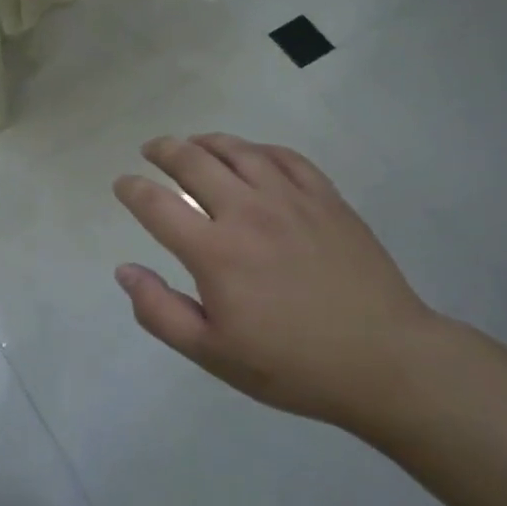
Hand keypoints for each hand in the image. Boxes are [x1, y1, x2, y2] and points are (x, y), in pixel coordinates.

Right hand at [113, 134, 440, 428]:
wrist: (384, 360)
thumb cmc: (292, 364)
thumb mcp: (213, 354)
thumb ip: (160, 312)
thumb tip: (125, 271)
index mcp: (215, 251)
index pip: (157, 205)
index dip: (132, 189)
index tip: (122, 184)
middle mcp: (247, 212)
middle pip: (193, 162)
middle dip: (163, 150)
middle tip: (151, 150)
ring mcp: (290, 199)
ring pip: (238, 150)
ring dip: (206, 141)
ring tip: (193, 143)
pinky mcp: (326, 198)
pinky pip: (285, 157)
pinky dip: (257, 149)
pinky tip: (251, 155)